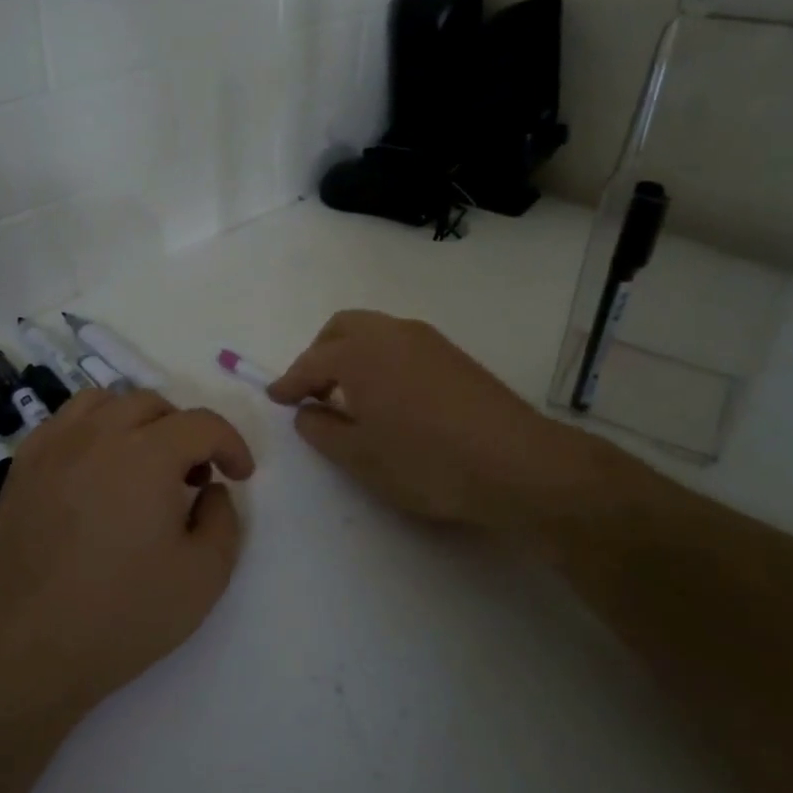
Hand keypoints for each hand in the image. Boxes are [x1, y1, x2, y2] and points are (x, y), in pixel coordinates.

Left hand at [0, 388, 254, 717]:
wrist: (28, 647)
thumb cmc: (123, 614)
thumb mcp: (204, 576)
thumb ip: (224, 520)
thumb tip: (211, 489)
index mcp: (148, 454)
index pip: (202, 423)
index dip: (231, 444)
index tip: (239, 475)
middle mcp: (99, 434)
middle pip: (153, 405)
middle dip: (185, 432)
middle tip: (192, 478)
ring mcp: (54, 445)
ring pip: (105, 402)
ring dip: (136, 422)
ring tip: (143, 463)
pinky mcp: (23, 465)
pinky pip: (64, 422)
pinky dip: (92, 430)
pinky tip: (96, 470)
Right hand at [268, 309, 599, 531]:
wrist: (516, 463)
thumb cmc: (425, 461)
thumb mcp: (359, 456)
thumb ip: (321, 429)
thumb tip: (307, 410)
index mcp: (358, 353)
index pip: (310, 362)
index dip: (288, 382)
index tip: (275, 397)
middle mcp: (389, 333)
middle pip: (341, 329)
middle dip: (319, 355)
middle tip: (312, 391)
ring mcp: (426, 339)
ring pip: (373, 332)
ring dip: (351, 354)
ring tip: (350, 396)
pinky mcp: (453, 354)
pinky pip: (400, 344)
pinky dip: (380, 359)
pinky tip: (389, 395)